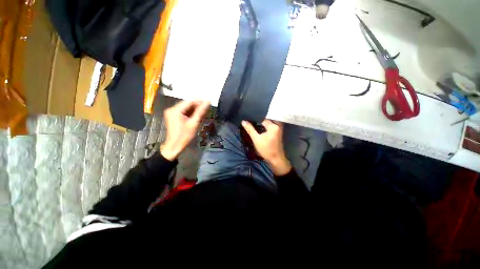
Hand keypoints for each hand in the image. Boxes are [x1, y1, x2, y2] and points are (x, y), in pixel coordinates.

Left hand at [161, 100, 209, 160]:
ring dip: (195, 110)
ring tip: (204, 113)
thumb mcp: (194, 123)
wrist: (174, 146)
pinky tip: (197, 116)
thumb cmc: (184, 136)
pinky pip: (183, 112)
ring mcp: (172, 113)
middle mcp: (172, 109)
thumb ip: (201, 112)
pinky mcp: (173, 117)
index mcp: (175, 110)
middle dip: (197, 106)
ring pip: (186, 108)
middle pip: (187, 104)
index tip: (209, 103)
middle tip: (207, 109)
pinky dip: (190, 114)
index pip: (190, 102)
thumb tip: (208, 102)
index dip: (200, 102)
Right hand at [241, 120, 291, 175]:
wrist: (276, 159)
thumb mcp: (256, 139)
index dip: (255, 118)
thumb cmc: (266, 149)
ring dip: (262, 122)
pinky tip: (259, 126)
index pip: (263, 118)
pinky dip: (265, 125)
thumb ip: (250, 129)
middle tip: (250, 118)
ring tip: (254, 121)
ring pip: (269, 122)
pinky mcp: (277, 133)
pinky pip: (271, 126)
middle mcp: (277, 126)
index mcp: (273, 126)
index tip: (248, 117)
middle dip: (259, 119)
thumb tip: (243, 121)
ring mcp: (278, 129)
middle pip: (267, 119)